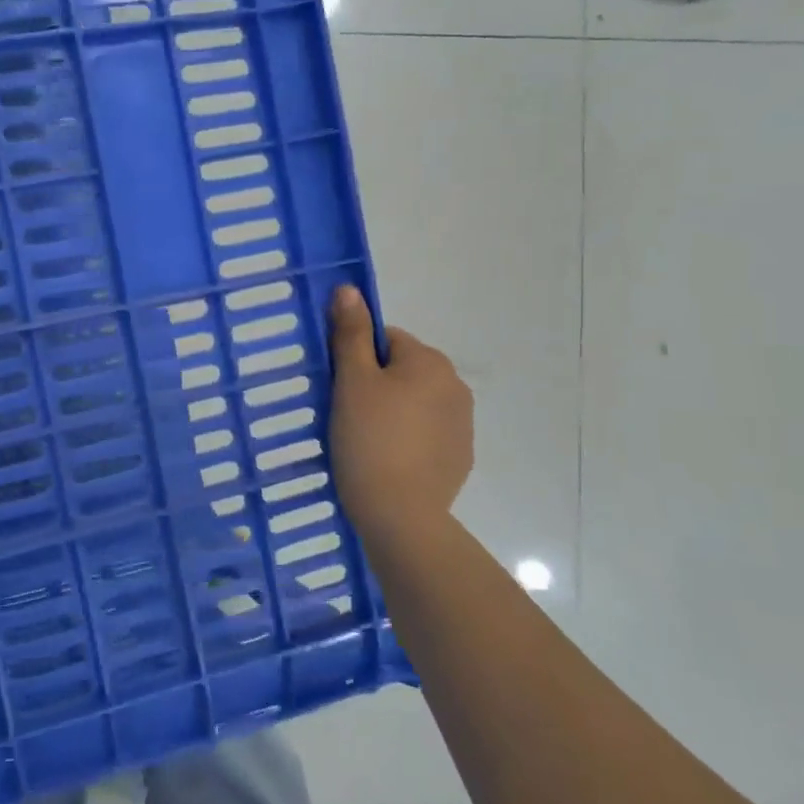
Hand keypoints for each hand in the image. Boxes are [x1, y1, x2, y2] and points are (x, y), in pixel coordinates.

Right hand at [327, 285, 473, 544]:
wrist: (401, 515)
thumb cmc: (370, 439)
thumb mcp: (352, 382)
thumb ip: (351, 333)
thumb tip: (349, 289)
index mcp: (429, 361)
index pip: (386, 339)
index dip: (358, 359)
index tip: (341, 388)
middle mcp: (455, 385)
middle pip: (404, 370)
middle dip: (377, 386)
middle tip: (348, 416)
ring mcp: (463, 425)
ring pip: (416, 403)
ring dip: (394, 412)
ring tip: (366, 443)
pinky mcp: (460, 457)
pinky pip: (427, 434)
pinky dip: (408, 440)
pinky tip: (388, 462)